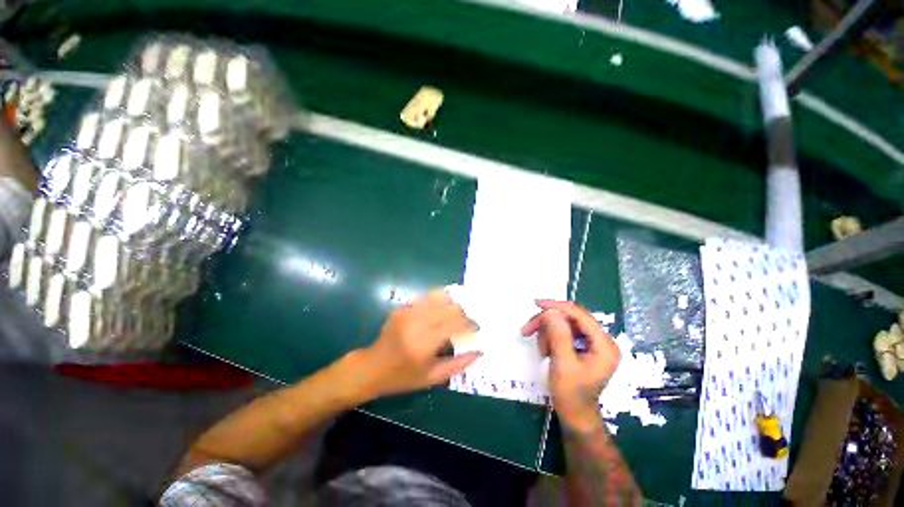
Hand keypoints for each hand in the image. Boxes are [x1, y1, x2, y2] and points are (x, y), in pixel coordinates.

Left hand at [358, 291, 479, 398]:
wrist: (372, 367)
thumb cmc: (403, 377)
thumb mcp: (432, 378)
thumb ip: (458, 365)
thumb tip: (480, 352)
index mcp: (425, 343)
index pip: (456, 323)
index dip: (470, 324)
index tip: (476, 329)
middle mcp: (417, 323)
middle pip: (449, 307)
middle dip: (463, 313)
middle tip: (466, 323)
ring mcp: (408, 312)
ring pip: (439, 298)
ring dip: (451, 305)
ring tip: (455, 315)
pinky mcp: (403, 308)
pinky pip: (426, 298)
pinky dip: (438, 302)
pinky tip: (440, 311)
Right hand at [522, 300, 619, 432]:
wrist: (574, 415)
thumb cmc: (570, 394)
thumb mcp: (563, 364)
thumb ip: (559, 336)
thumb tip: (551, 311)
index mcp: (604, 345)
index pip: (580, 315)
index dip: (557, 307)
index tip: (536, 304)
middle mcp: (601, 340)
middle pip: (570, 319)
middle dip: (547, 323)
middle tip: (527, 330)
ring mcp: (593, 344)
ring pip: (564, 324)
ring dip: (547, 333)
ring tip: (541, 351)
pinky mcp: (584, 347)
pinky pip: (563, 333)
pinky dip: (551, 338)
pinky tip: (546, 351)